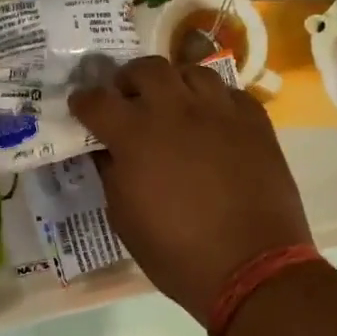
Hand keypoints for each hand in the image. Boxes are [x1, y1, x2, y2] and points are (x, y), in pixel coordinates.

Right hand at [70, 57, 311, 323]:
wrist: (251, 266)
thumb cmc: (177, 252)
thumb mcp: (124, 219)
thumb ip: (112, 174)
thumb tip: (107, 151)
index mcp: (135, 136)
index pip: (97, 100)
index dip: (83, 102)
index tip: (81, 108)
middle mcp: (175, 110)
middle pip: (145, 69)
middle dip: (128, 80)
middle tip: (127, 100)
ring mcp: (219, 110)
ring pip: (190, 71)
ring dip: (173, 84)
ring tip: (172, 105)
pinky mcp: (254, 120)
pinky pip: (228, 92)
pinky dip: (212, 101)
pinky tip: (211, 121)